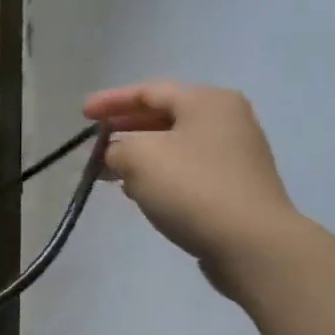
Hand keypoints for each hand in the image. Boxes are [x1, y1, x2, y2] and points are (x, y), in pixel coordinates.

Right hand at [82, 80, 296, 275]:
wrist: (251, 243)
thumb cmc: (192, 187)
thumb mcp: (138, 158)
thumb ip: (116, 148)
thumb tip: (117, 155)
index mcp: (206, 101)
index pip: (148, 91)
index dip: (111, 101)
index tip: (83, 115)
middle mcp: (226, 120)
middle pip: (164, 115)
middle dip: (125, 128)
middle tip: (95, 141)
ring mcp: (235, 154)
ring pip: (174, 144)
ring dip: (139, 154)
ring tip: (109, 169)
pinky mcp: (235, 185)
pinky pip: (187, 168)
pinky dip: (159, 172)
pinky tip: (138, 189)